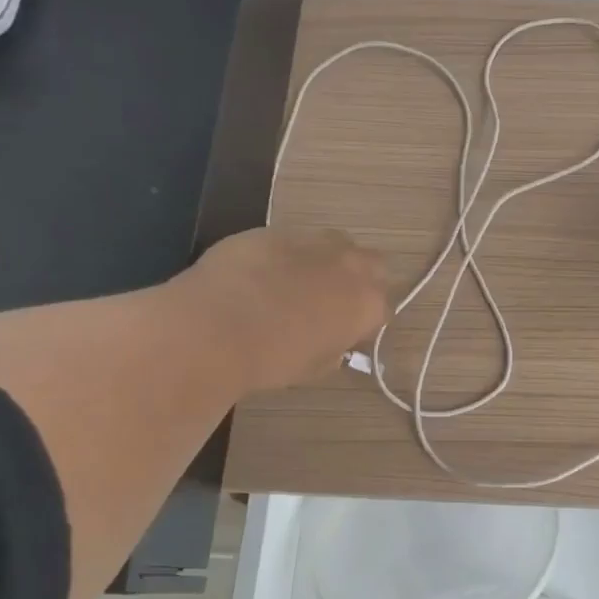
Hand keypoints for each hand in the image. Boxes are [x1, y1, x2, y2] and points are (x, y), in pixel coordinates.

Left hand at [175, 226, 389, 394]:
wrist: (215, 328)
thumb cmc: (273, 360)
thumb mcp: (316, 367)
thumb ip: (335, 348)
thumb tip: (333, 341)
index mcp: (367, 303)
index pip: (383, 307)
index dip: (365, 320)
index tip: (347, 333)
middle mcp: (349, 265)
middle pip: (372, 263)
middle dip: (359, 278)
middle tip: (332, 300)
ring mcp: (311, 242)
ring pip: (333, 244)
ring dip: (325, 260)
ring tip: (297, 283)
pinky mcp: (272, 231)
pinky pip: (290, 242)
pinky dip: (284, 256)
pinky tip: (258, 276)